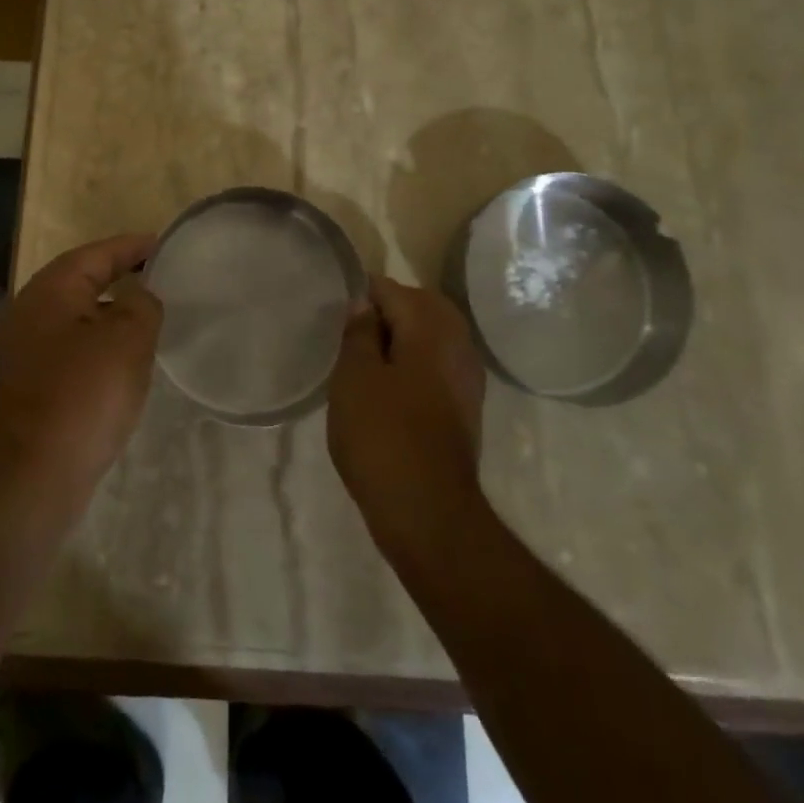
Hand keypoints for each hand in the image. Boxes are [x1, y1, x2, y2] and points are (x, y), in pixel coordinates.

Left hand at [0, 234, 161, 502]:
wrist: (33, 474)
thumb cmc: (83, 395)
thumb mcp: (127, 339)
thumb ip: (141, 304)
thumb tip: (138, 296)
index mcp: (51, 290)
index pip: (97, 253)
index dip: (132, 246)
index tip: (164, 244)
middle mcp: (32, 310)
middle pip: (82, 279)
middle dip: (120, 274)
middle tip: (160, 275)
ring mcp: (27, 348)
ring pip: (77, 315)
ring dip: (111, 311)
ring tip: (149, 314)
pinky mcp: (32, 382)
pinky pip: (73, 346)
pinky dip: (100, 341)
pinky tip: (124, 358)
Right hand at [328, 276, 486, 561]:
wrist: (428, 514)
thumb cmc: (383, 436)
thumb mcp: (354, 377)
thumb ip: (360, 333)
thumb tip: (365, 305)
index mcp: (430, 327)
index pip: (391, 289)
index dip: (360, 295)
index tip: (336, 316)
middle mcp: (458, 344)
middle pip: (419, 308)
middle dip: (385, 314)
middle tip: (350, 336)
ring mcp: (467, 378)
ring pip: (430, 339)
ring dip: (401, 341)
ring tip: (364, 363)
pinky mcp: (465, 409)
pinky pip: (437, 368)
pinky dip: (414, 367)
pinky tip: (388, 391)